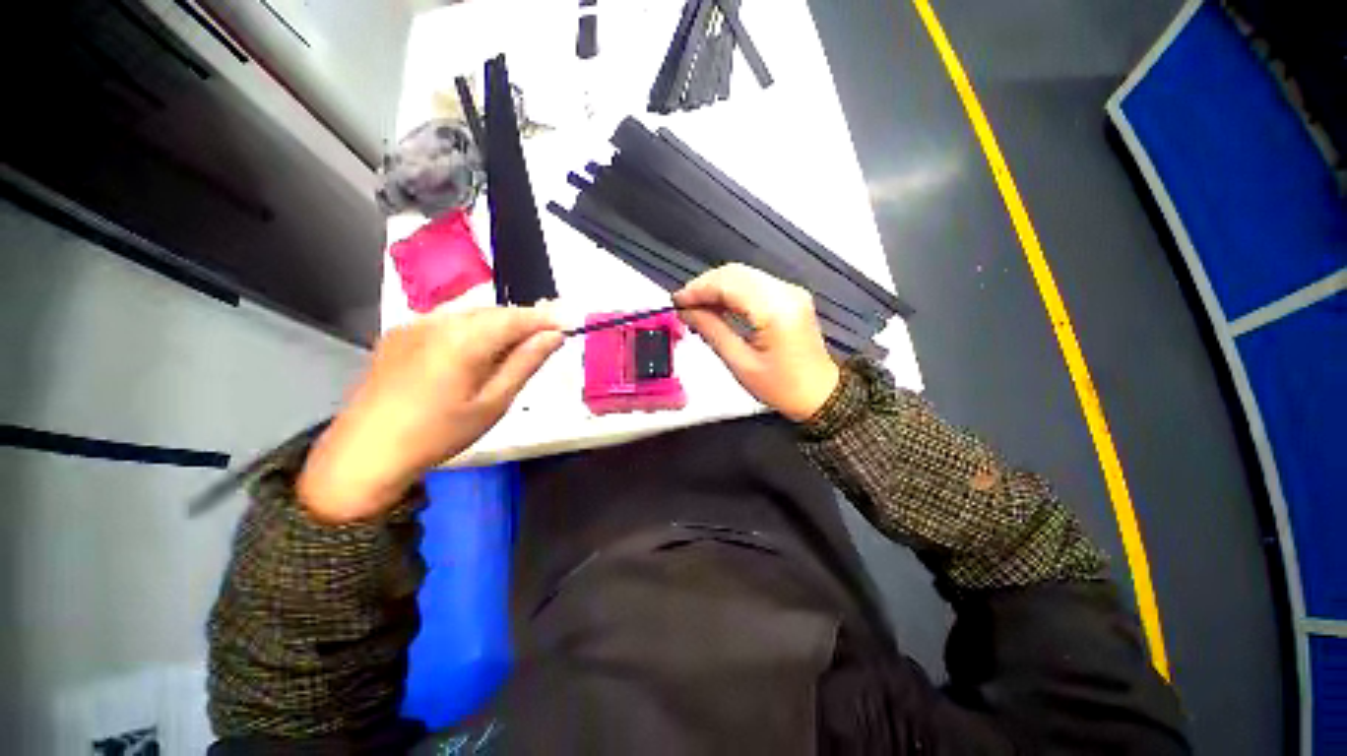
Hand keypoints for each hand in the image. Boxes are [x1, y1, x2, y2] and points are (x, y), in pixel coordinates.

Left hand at [299, 306, 562, 521]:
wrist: (365, 452)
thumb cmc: (438, 433)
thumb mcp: (493, 403)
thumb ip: (525, 363)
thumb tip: (554, 336)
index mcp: (463, 339)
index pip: (515, 317)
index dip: (545, 318)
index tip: (568, 323)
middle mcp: (438, 320)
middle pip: (493, 310)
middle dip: (523, 320)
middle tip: (546, 337)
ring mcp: (415, 324)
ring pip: (471, 313)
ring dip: (499, 324)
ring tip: (515, 346)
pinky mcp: (401, 333)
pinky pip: (448, 320)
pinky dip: (473, 329)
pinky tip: (477, 351)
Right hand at [674, 264, 839, 421]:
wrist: (820, 394)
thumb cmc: (781, 387)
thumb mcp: (741, 363)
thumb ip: (712, 331)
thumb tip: (686, 312)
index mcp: (774, 310)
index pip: (728, 284)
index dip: (698, 289)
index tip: (676, 301)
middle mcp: (785, 292)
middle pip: (735, 273)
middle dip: (705, 285)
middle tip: (684, 305)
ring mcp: (791, 291)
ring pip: (744, 275)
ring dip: (717, 287)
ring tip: (697, 307)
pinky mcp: (791, 296)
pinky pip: (755, 283)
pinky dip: (733, 291)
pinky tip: (718, 306)